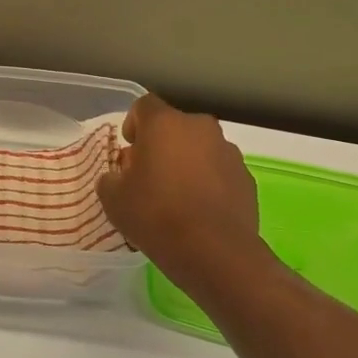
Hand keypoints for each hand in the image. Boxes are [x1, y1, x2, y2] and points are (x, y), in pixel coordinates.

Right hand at [98, 95, 262, 287]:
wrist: (214, 251)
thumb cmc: (155, 215)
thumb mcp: (113, 199)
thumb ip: (111, 178)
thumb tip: (120, 176)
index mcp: (165, 123)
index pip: (143, 106)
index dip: (132, 124)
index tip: (129, 151)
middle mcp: (200, 128)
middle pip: (174, 127)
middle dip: (160, 146)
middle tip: (148, 177)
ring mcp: (228, 152)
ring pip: (199, 149)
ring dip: (186, 163)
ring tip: (176, 197)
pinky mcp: (246, 178)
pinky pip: (219, 172)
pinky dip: (207, 183)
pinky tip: (198, 211)